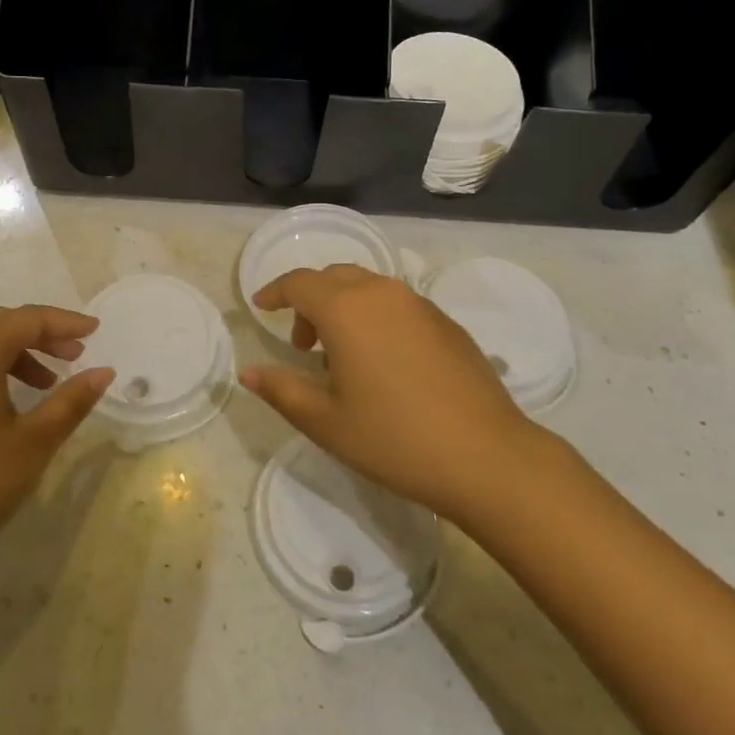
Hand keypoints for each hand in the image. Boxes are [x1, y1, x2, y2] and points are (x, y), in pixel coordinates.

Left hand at [0, 306, 113, 582]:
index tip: (95, 332)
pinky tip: (12, 403)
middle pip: (0, 323)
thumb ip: (71, 402)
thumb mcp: (33, 442)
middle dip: (41, 332)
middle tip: (75, 354)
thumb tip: (103, 372)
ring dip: (18, 351)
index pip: (26, 320)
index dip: (64, 322)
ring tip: (49, 383)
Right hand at [241, 265, 568, 524]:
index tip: (261, 307)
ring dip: (344, 308)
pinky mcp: (448, 324)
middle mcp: (384, 294)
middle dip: (310, 301)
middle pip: (335, 278)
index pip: (299, 283)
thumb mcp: (325, 421)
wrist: (486, 456)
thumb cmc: (394, 439)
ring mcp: (421, 305)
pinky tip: (384, 364)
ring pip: (369, 288)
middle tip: (303, 345)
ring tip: (342, 358)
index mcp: (347, 309)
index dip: (275, 291)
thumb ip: (281, 390)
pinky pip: (398, 306)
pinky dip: (376, 318)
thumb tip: (248, 373)